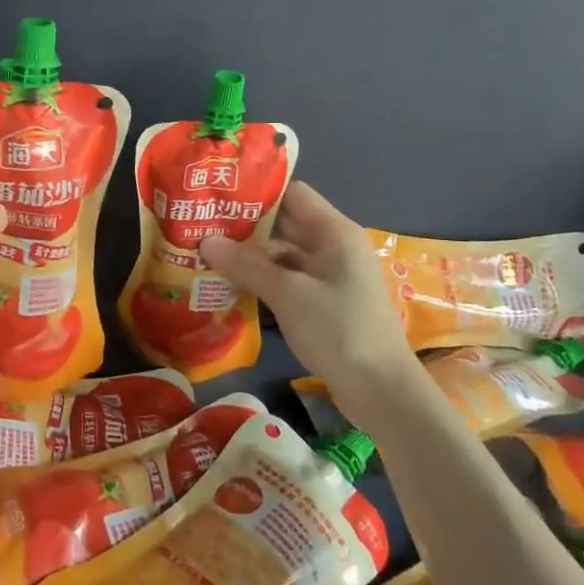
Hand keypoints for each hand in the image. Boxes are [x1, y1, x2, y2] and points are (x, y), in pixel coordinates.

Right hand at [199, 181, 410, 386]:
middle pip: (285, 222)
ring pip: (282, 253)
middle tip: (201, 224)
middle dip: (245, 224)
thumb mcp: (288, 295)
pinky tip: (230, 283)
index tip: (218, 195)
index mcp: (333, 232)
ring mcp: (329, 276)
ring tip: (206, 252)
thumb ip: (246, 265)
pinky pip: (287, 279)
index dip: (256, 192)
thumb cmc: (339, 330)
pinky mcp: (323, 302)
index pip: (292, 193)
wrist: (382, 392)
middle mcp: (333, 246)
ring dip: (249, 254)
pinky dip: (261, 278)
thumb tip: (205, 241)